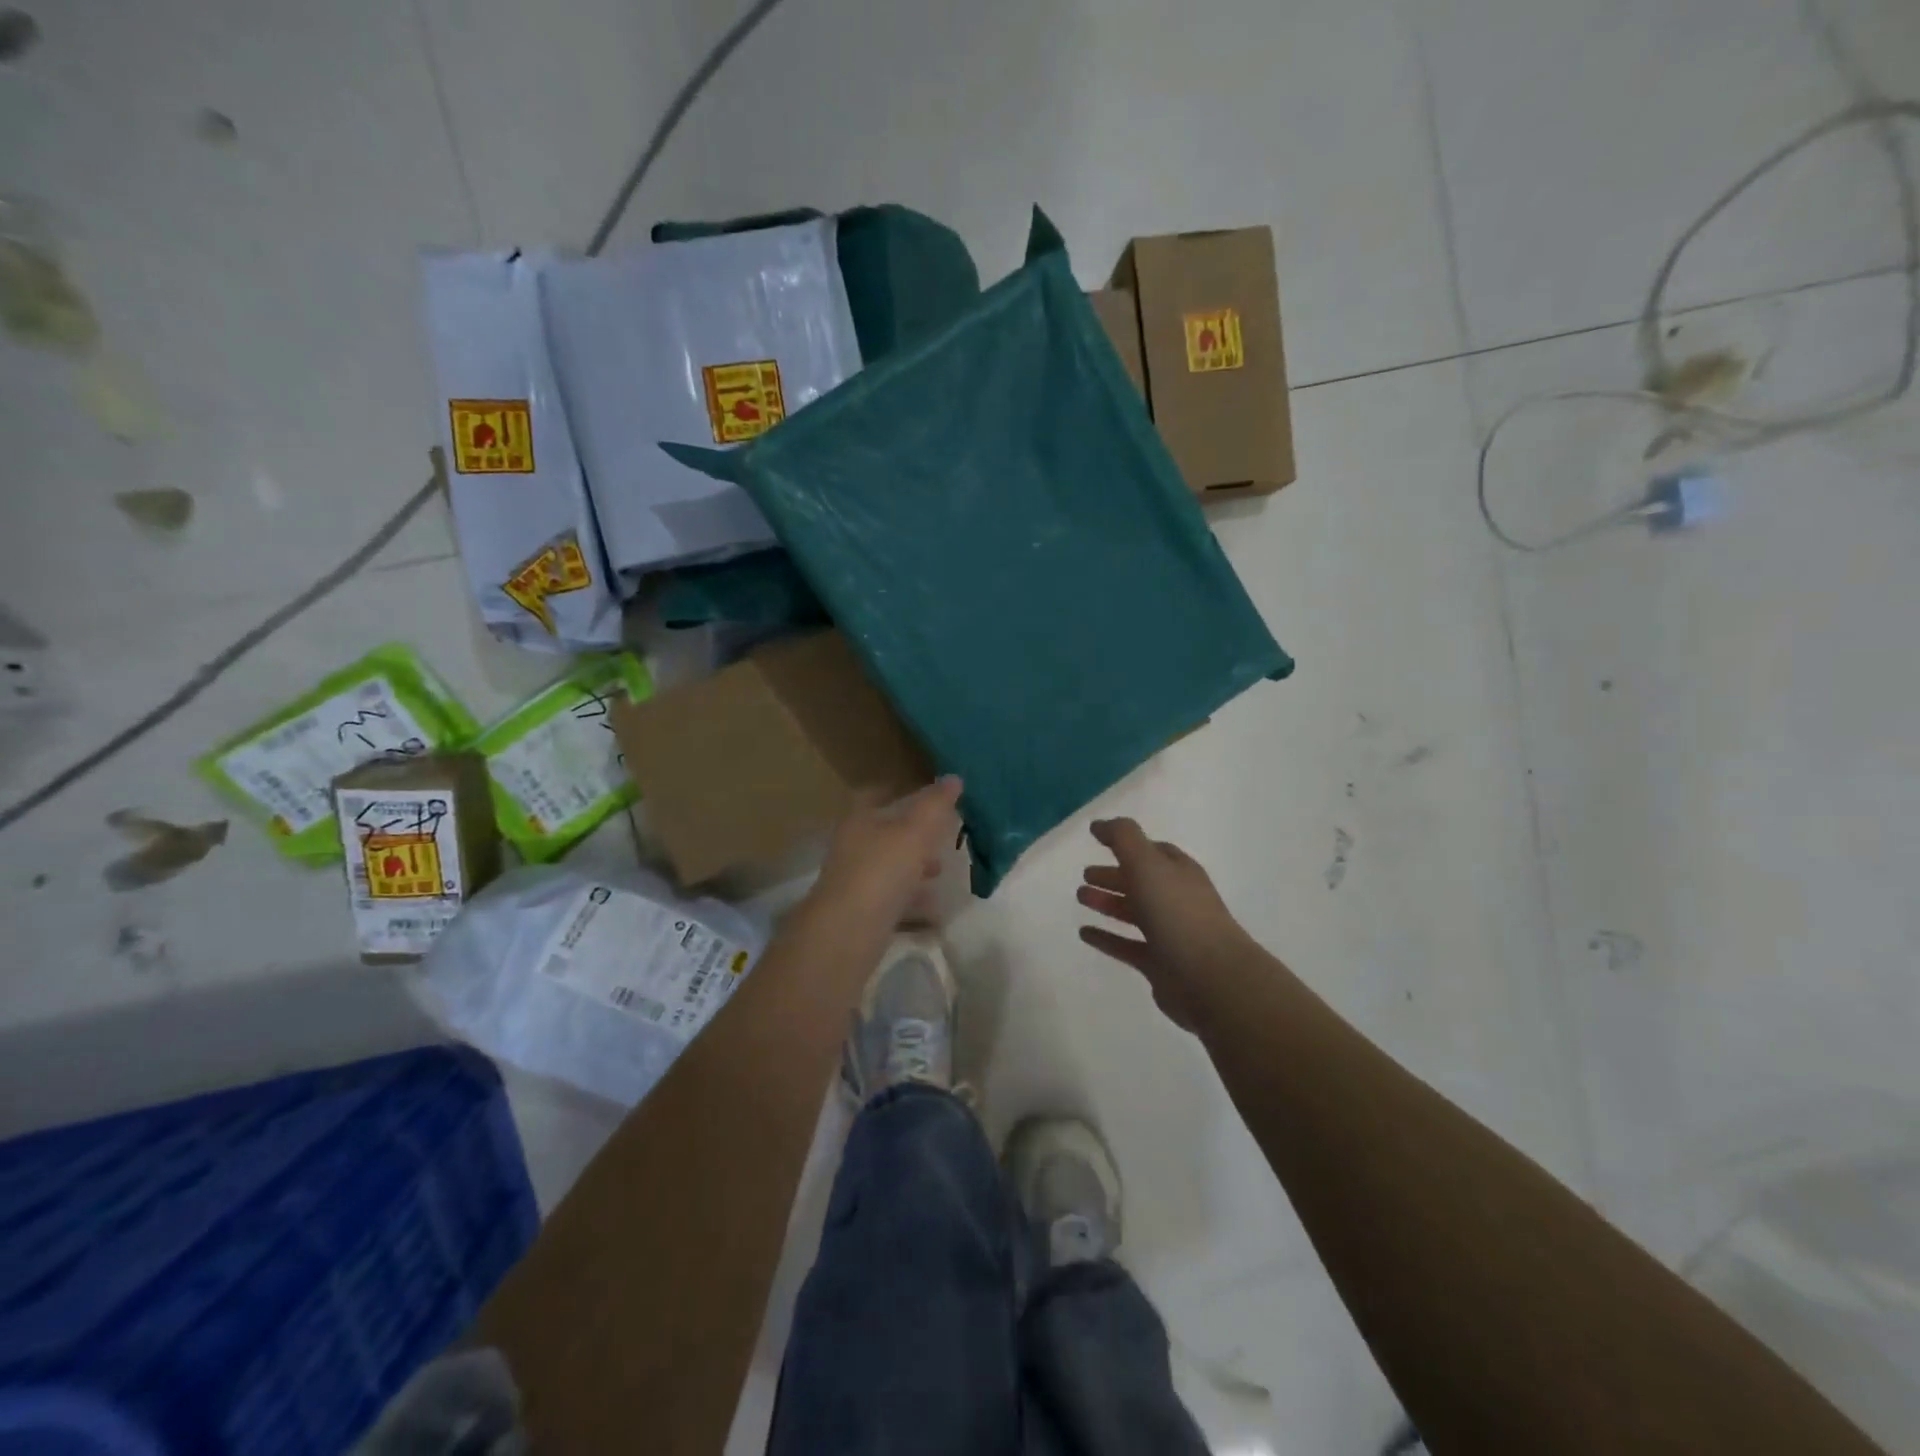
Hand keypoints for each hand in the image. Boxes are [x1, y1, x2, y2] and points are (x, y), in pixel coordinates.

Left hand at [809, 776, 963, 931]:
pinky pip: (892, 900)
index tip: (929, 797)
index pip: (876, 795)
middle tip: (944, 837)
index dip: (900, 792)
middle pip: (886, 834)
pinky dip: (913, 901)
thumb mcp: (915, 833)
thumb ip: (935, 805)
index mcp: (859, 820)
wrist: (846, 935)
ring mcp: (855, 882)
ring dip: (916, 869)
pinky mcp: (861, 914)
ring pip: (890, 868)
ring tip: (942, 873)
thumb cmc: (881, 872)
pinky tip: (936, 910)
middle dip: (915, 835)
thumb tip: (954, 778)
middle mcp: (853, 847)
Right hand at [1078, 818, 1247, 1028]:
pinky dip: (1106, 938)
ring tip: (1080, 897)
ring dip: (1108, 903)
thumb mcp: (1147, 863)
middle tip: (1085, 874)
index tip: (1098, 841)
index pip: (1153, 851)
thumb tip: (1099, 824)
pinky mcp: (1159, 964)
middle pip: (1141, 881)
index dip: (1127, 844)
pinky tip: (1084, 933)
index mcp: (1179, 872)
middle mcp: (1176, 899)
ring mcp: (1169, 933)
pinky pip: (1126, 946)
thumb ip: (1123, 838)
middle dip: (1114, 876)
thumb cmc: (1178, 913)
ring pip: (1133, 912)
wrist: (1211, 978)